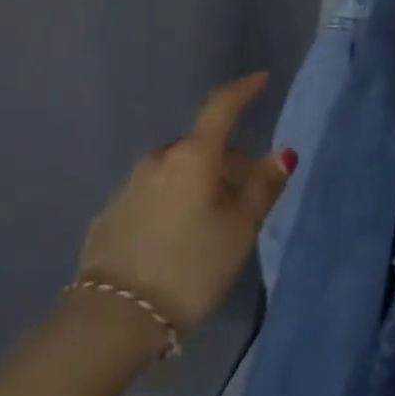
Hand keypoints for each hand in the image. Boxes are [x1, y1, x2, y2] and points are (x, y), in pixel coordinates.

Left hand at [76, 73, 295, 335]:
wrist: (114, 315)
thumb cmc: (191, 267)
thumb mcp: (239, 231)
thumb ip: (262, 188)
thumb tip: (282, 153)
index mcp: (192, 156)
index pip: (221, 108)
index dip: (243, 91)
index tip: (260, 79)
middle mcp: (158, 160)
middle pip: (202, 147)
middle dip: (228, 162)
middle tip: (249, 197)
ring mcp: (130, 184)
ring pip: (177, 171)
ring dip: (201, 183)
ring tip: (215, 224)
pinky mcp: (112, 212)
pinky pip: (155, 193)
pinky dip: (174, 201)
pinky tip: (179, 238)